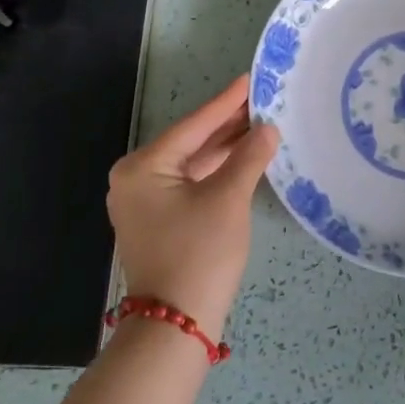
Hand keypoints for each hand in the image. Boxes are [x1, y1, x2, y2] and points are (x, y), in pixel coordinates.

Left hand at [106, 75, 279, 339]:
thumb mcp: (228, 199)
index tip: (250, 79)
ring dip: (225, 149)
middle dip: (227, 125)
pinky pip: (191, 184)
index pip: (193, 126)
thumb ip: (249, 157)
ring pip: (192, 164)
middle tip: (262, 100)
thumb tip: (268, 129)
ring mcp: (145, 202)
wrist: (175, 324)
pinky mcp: (159, 221)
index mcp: (143, 167)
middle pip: (191, 142)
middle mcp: (136, 179)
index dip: (226, 103)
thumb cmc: (199, 254)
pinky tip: (244, 159)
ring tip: (260, 125)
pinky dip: (216, 172)